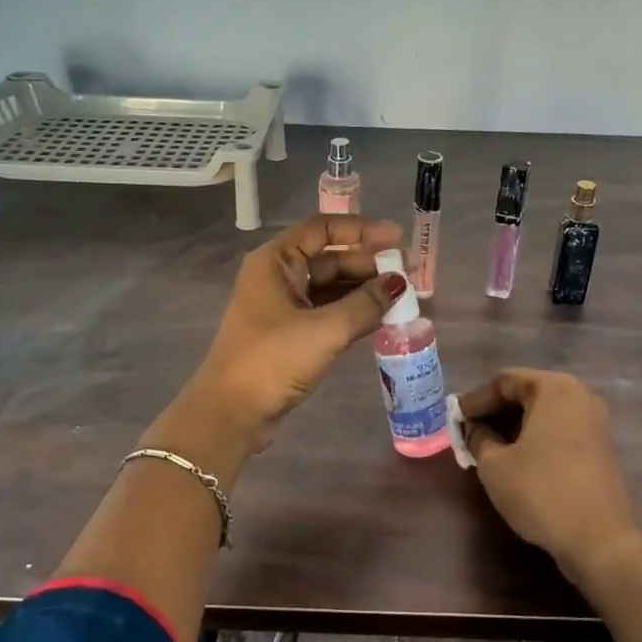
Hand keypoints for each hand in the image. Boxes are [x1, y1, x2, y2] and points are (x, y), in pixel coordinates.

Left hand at [175, 214, 403, 459]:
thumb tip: (399, 283)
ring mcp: (282, 307)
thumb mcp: (325, 330)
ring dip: (364, 290)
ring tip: (403, 297)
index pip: (322, 228)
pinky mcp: (288, 334)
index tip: (397, 239)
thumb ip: (366, 304)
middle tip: (410, 274)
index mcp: (276, 261)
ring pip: (330, 287)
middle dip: (369, 264)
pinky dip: (352, 312)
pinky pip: (327, 312)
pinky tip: (382, 318)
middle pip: (329, 258)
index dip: (361, 230)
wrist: (231, 412)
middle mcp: (277, 277)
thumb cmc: (273, 360)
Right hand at [460, 369, 641, 582]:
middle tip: (468, 432)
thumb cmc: (541, 492)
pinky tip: (515, 460)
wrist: (599, 540)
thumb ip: (478, 438)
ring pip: (544, 414)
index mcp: (555, 389)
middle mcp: (580, 397)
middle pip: (527, 394)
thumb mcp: (495, 465)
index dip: (476, 399)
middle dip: (495, 412)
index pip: (505, 381)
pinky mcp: (601, 449)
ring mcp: (595, 423)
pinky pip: (559, 431)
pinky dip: (535, 439)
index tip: (454, 418)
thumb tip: (472, 428)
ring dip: (514, 427)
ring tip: (487, 447)